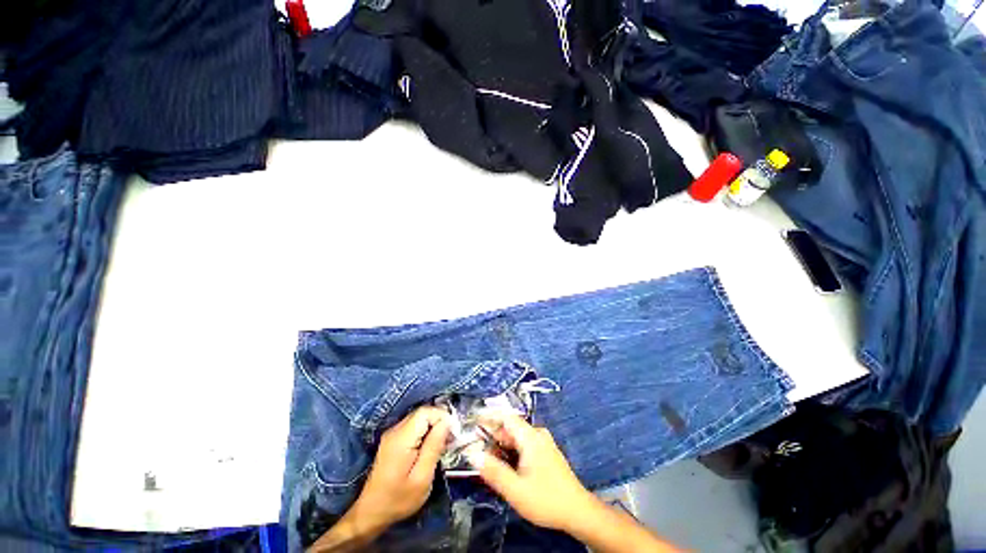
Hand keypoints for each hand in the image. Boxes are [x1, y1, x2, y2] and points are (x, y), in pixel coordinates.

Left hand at [351, 406, 450, 530]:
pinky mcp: (393, 439)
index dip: (442, 417)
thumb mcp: (422, 478)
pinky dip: (426, 431)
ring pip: (419, 418)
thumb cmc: (398, 499)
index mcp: (401, 438)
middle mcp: (395, 430)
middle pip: (422, 413)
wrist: (371, 513)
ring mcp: (392, 434)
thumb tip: (447, 423)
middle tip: (451, 439)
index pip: (425, 412)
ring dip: (434, 426)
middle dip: (439, 421)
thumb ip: (434, 447)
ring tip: (443, 444)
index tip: (453, 433)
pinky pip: (414, 426)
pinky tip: (430, 447)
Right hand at [466, 411, 595, 531]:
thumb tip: (473, 455)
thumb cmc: (546, 500)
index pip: (506, 417)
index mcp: (530, 437)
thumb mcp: (516, 490)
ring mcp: (543, 442)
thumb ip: (493, 472)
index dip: (488, 417)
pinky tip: (507, 467)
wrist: (577, 511)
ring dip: (502, 446)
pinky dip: (511, 451)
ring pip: (516, 437)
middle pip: (510, 428)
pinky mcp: (546, 452)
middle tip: (478, 451)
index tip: (472, 423)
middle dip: (493, 437)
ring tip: (490, 462)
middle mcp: (537, 434)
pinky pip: (524, 444)